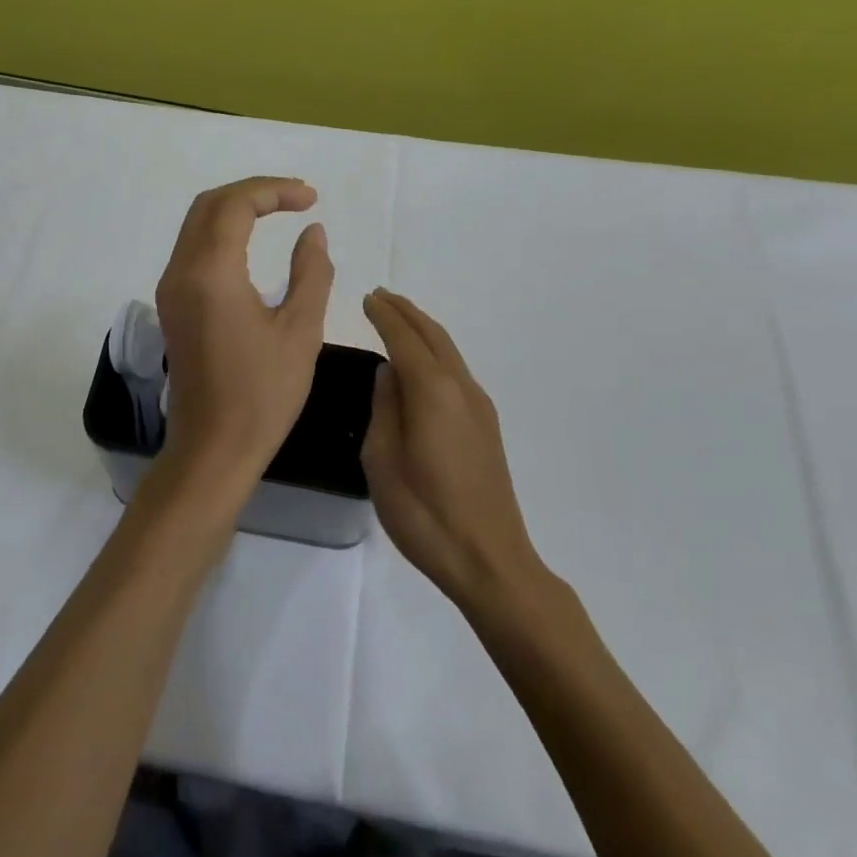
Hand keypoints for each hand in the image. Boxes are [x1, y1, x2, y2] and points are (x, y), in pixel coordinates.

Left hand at [154, 177, 335, 488]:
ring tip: (280, 211)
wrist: (212, 450)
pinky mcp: (171, 304)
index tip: (312, 199)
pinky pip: (193, 247)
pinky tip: (252, 241)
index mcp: (210, 273)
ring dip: (236, 208)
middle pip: (210, 204)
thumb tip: (313, 232)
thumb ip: (311, 272)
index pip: (235, 204)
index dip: (274, 190)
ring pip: (197, 223)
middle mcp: (181, 271)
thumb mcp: (301, 331)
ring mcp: (170, 287)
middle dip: (254, 192)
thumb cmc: (262, 395)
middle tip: (297, 198)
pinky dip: (222, 231)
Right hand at [362, 289, 542, 609]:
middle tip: (381, 296)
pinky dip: (436, 350)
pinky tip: (423, 362)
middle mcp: (460, 387)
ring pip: (449, 350)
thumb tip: (389, 374)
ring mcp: (478, 406)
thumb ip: (384, 407)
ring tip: (399, 318)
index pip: (404, 338)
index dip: (384, 315)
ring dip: (423, 328)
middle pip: (432, 334)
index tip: (367, 297)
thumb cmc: (425, 512)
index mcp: (432, 390)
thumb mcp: (383, 459)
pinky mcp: (486, 425)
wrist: (489, 560)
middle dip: (406, 312)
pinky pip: (456, 369)